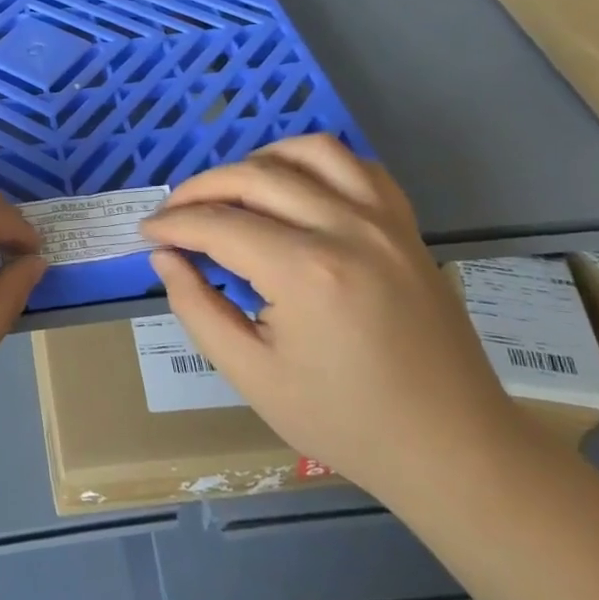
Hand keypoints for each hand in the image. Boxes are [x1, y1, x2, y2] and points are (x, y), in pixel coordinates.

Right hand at [140, 134, 521, 502]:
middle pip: (255, 177)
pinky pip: (357, 166)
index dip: (173, 225)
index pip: (218, 225)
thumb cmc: (344, 421)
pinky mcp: (406, 226)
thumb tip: (165, 258)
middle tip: (174, 213)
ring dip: (257, 162)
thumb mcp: (252, 375)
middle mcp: (346, 229)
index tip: (147, 233)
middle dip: (200, 189)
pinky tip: (293, 187)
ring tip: (230, 191)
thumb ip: (197, 308)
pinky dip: (315, 163)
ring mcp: (384, 221)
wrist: (451, 446)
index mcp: (305, 272)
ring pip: (308, 153)